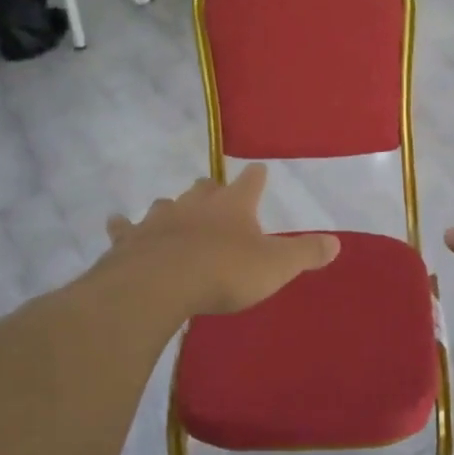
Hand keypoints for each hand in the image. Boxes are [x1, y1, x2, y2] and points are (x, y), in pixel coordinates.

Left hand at [99, 164, 338, 316]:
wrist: (161, 284)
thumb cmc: (225, 272)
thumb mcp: (276, 266)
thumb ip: (306, 253)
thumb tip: (338, 242)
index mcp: (234, 205)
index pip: (250, 182)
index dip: (257, 177)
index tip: (259, 170)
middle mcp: (196, 203)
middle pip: (204, 186)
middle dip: (211, 189)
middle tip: (215, 194)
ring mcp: (160, 218)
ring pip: (167, 204)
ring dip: (173, 208)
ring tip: (175, 213)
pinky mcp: (130, 240)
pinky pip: (124, 228)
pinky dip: (123, 227)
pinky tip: (115, 223)